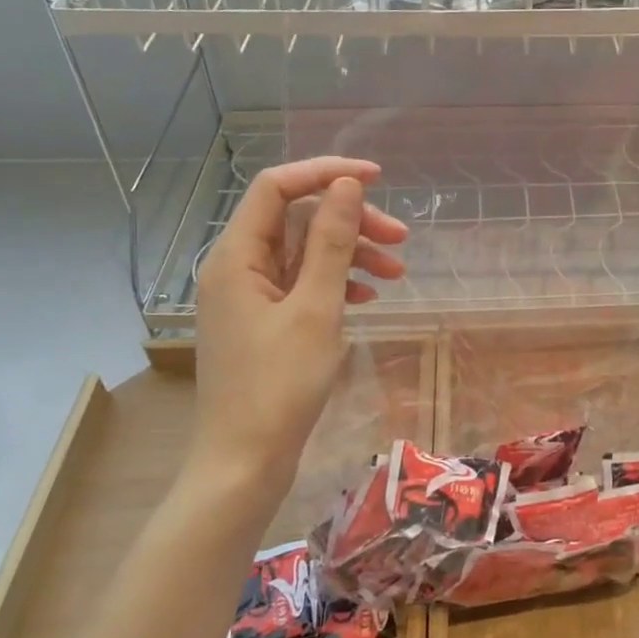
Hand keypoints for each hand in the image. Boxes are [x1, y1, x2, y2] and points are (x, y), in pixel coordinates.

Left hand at [190, 157, 407, 517]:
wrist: (244, 463)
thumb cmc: (279, 386)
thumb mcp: (316, 308)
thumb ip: (332, 242)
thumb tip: (346, 186)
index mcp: (236, 255)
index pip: (278, 187)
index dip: (326, 174)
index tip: (377, 180)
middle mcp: (237, 267)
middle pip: (297, 220)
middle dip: (350, 222)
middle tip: (401, 238)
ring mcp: (249, 296)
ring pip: (304, 253)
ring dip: (351, 255)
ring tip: (397, 274)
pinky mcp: (263, 322)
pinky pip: (302, 285)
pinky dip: (336, 284)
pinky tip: (368, 298)